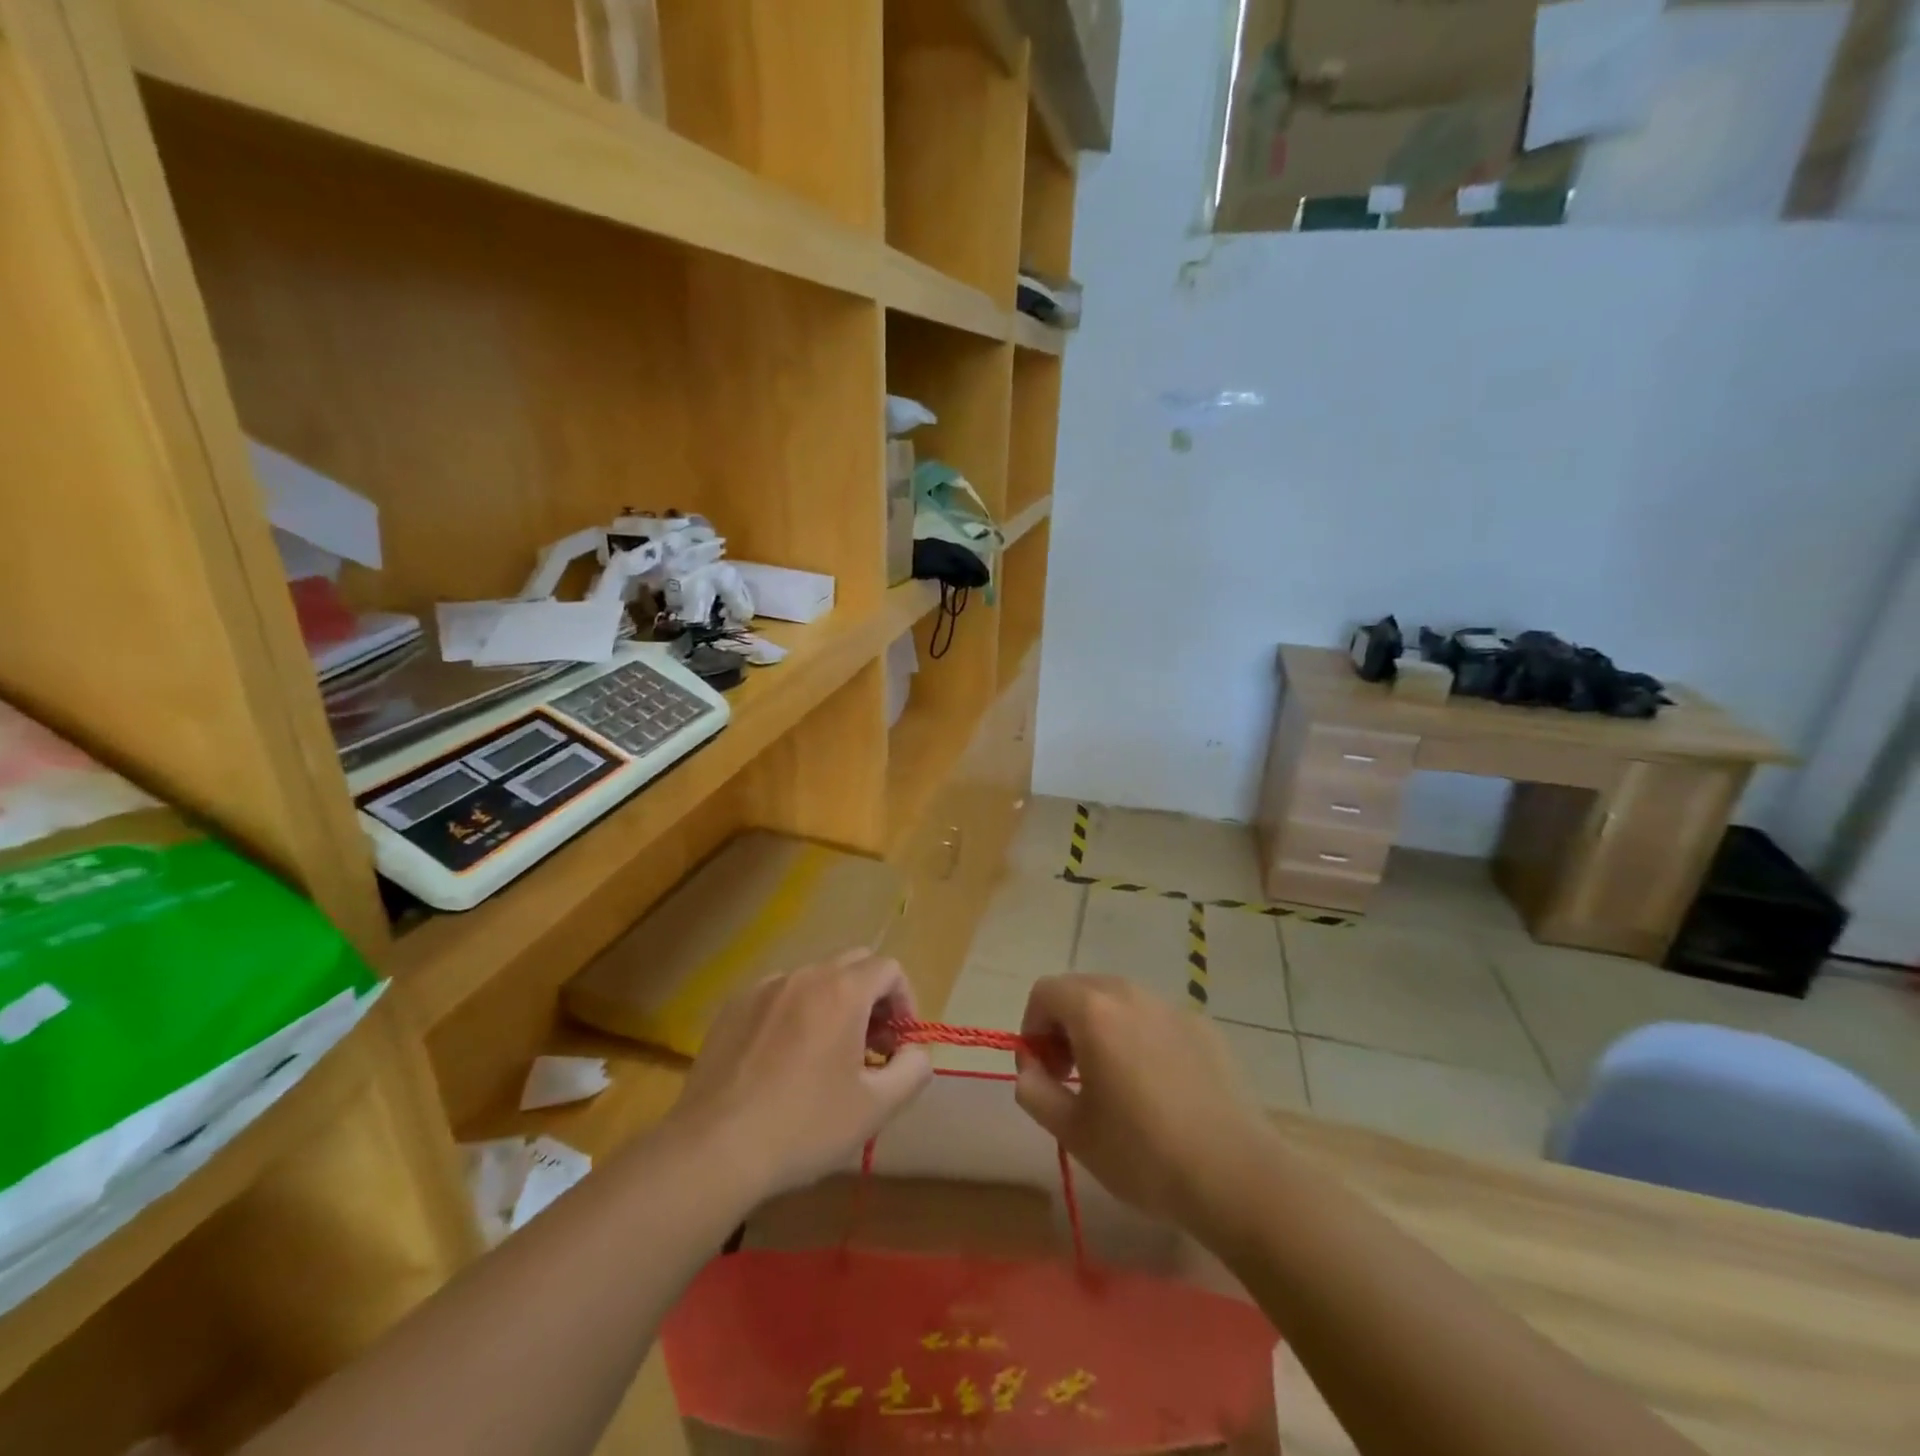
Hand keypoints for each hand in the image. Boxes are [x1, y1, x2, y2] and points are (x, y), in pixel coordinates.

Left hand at [671, 950, 933, 1202]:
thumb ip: (912, 1070)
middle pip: (853, 964)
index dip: (905, 1002)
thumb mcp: (876, 1107)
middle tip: (869, 1048)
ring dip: (833, 1006)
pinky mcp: (731, 1008)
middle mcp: (803, 976)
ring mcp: (762, 988)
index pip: (889, 969)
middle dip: (872, 999)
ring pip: (814, 980)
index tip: (898, 1044)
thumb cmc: (804, 1126)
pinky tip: (781, 1062)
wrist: (714, 1149)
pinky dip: (793, 1015)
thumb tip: (915, 1052)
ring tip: (825, 1058)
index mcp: (842, 990)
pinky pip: (777, 996)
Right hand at [1014, 975, 1273, 1224]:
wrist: (1235, 1174)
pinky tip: (1159, 1087)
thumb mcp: (1072, 1131)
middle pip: (1081, 989)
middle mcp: (1131, 994)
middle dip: (1064, 1025)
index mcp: (1094, 1010)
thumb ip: (1035, 1091)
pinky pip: (1156, 1018)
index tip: (1043, 1072)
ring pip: (1120, 1001)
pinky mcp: (1204, 1026)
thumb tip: (1030, 1070)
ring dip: (1102, 1028)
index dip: (1032, 1027)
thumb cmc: (1143, 1153)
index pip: (1044, 991)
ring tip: (1113, 1081)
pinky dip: (1141, 1037)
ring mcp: (1172, 1006)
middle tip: (1071, 1075)